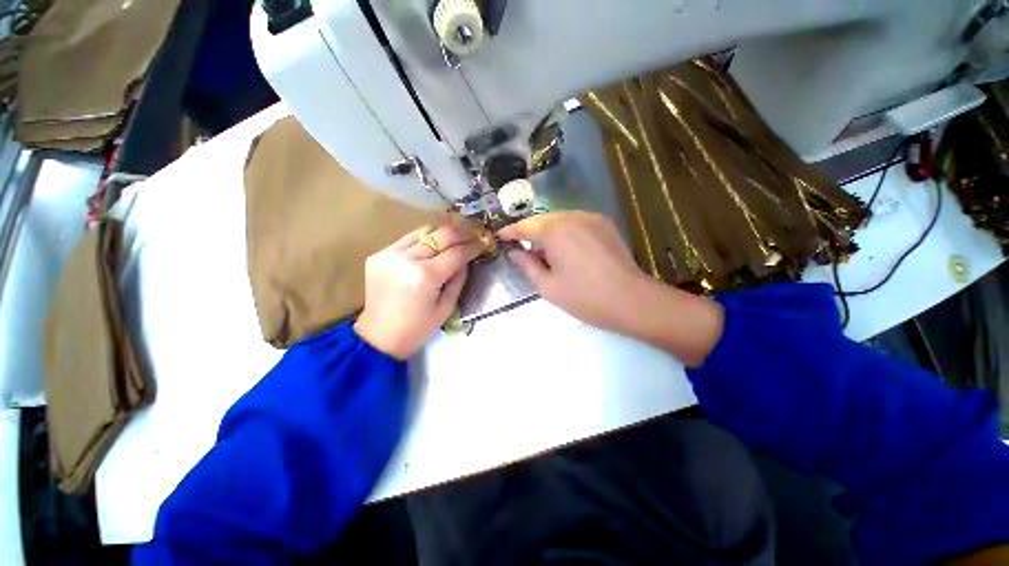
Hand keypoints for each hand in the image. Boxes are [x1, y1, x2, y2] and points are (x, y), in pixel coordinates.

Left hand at [354, 224, 482, 359]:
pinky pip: (407, 239)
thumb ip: (458, 279)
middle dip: (460, 233)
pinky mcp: (378, 255)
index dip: (472, 246)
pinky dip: (423, 240)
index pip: (455, 253)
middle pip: (440, 235)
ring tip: (455, 236)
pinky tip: (432, 245)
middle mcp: (406, 259)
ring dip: (442, 233)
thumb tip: (466, 259)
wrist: (378, 337)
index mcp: (425, 277)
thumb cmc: (417, 328)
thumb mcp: (447, 307)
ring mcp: (389, 254)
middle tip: (472, 235)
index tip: (482, 242)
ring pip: (423, 231)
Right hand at [498, 212, 722, 366]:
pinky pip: (576, 222)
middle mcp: (572, 217)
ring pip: (560, 219)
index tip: (500, 236)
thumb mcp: (548, 286)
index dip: (511, 231)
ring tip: (543, 251)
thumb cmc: (584, 298)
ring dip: (548, 231)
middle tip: (521, 247)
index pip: (525, 226)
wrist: (631, 300)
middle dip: (530, 231)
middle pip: (543, 220)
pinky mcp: (605, 224)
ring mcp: (591, 218)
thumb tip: (514, 252)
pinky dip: (565, 231)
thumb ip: (527, 265)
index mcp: (555, 232)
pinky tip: (566, 248)